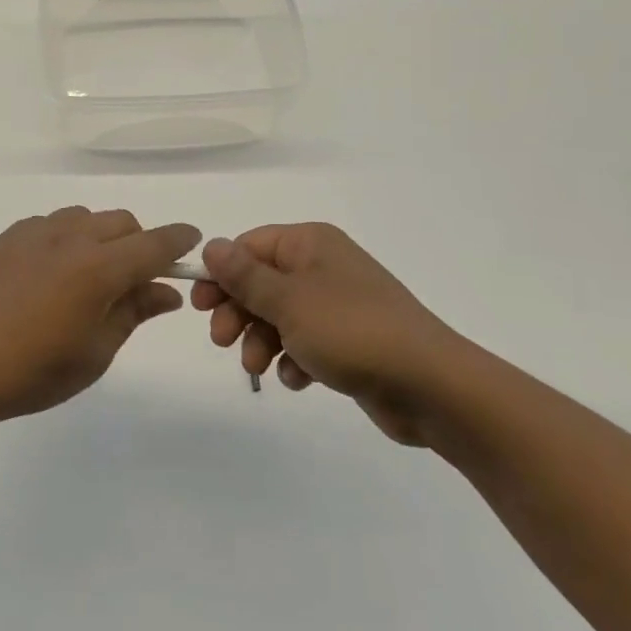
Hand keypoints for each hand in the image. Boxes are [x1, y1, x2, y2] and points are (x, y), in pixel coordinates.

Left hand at [0, 208, 201, 425]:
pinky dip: (67, 238)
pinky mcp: (7, 235)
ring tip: (88, 276)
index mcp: (98, 268)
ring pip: (86, 218)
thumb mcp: (94, 353)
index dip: (179, 240)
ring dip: (102, 237)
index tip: (192, 241)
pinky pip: (52, 224)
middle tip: (134, 279)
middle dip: (139, 242)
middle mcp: (70, 237)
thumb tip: (166, 291)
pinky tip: (50, 273)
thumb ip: (133, 313)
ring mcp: (35, 231)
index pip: (154, 243)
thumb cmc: (31, 371)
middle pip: (122, 222)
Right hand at [191, 225, 468, 444]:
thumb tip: (211, 245)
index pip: (249, 246)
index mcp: (310, 244)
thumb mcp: (288, 301)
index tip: (199, 307)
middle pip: (261, 282)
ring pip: (280, 315)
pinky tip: (297, 379)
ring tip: (259, 367)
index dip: (221, 274)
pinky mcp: (350, 340)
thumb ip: (245, 275)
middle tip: (222, 341)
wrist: (431, 386)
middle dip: (239, 312)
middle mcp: (323, 266)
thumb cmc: (352, 331)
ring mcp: (338, 304)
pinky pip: (306, 341)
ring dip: (261, 340)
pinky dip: (293, 358)